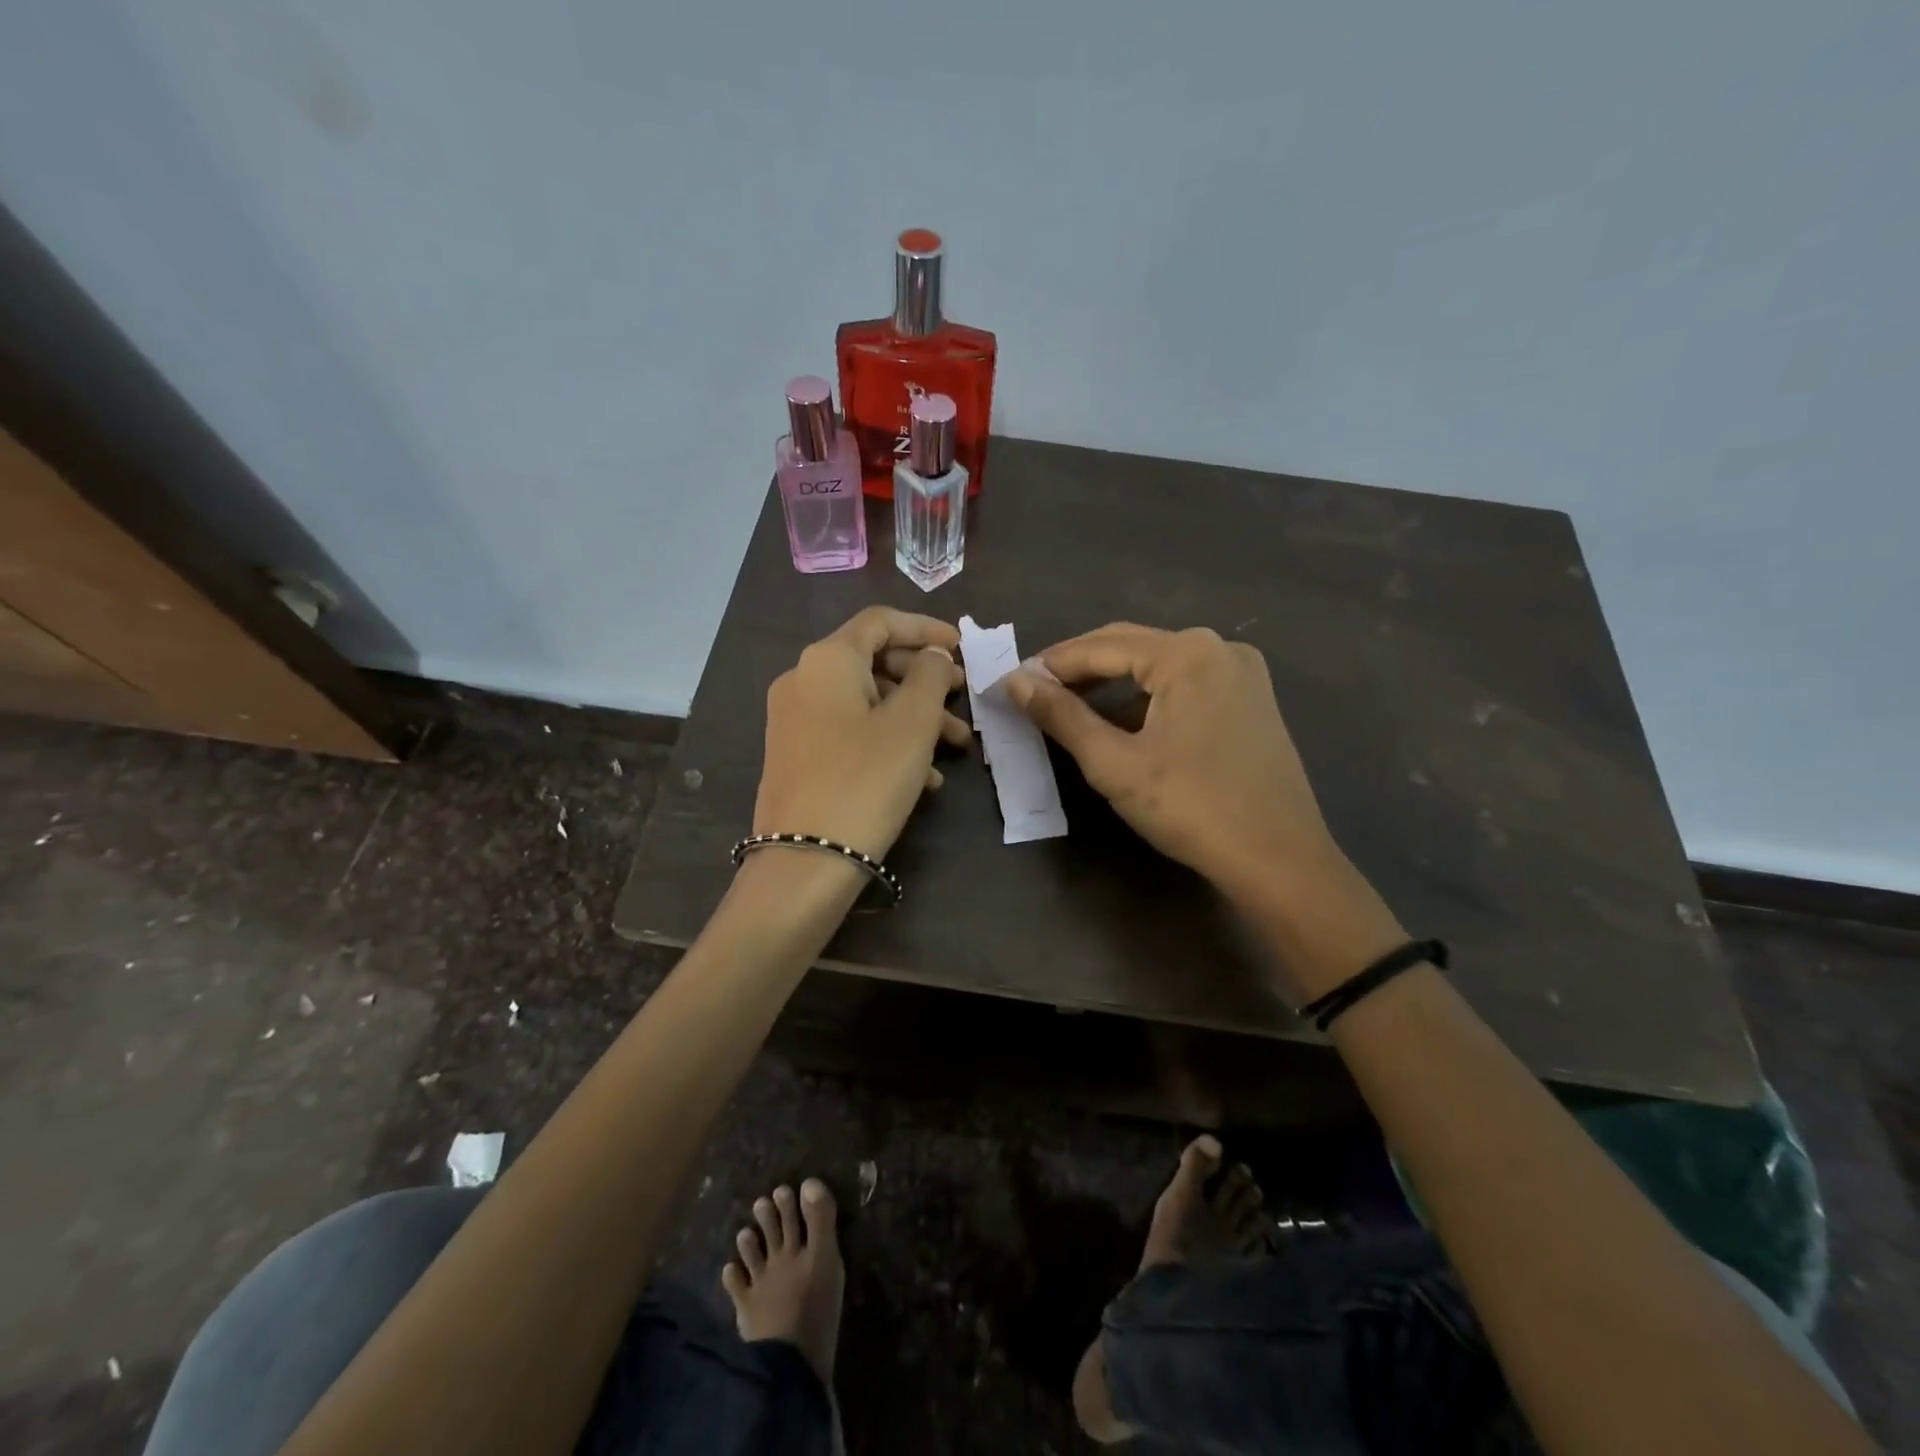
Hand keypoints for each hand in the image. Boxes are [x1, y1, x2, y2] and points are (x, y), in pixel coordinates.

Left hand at [754, 607, 969, 862]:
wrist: (805, 861)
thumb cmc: (866, 779)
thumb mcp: (912, 723)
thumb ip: (929, 675)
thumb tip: (932, 654)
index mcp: (827, 660)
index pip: (880, 621)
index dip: (925, 628)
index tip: (961, 647)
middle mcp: (803, 680)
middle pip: (874, 662)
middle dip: (925, 681)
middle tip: (963, 701)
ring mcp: (796, 720)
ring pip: (867, 702)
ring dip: (914, 717)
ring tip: (956, 747)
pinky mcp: (798, 756)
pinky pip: (850, 732)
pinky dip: (888, 741)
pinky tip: (924, 776)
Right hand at [1005, 624, 1404, 997]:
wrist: (1279, 860)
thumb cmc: (1191, 808)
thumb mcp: (1114, 763)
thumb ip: (1062, 716)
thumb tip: (1015, 683)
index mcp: (1186, 653)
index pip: (1101, 646)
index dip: (1051, 664)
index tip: (1011, 682)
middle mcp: (1218, 648)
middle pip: (1131, 646)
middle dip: (1079, 667)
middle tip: (1034, 691)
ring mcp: (1242, 672)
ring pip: (1158, 665)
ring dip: (1112, 682)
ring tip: (1069, 705)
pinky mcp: (1252, 700)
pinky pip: (1185, 683)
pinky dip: (1146, 696)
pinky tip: (1123, 720)